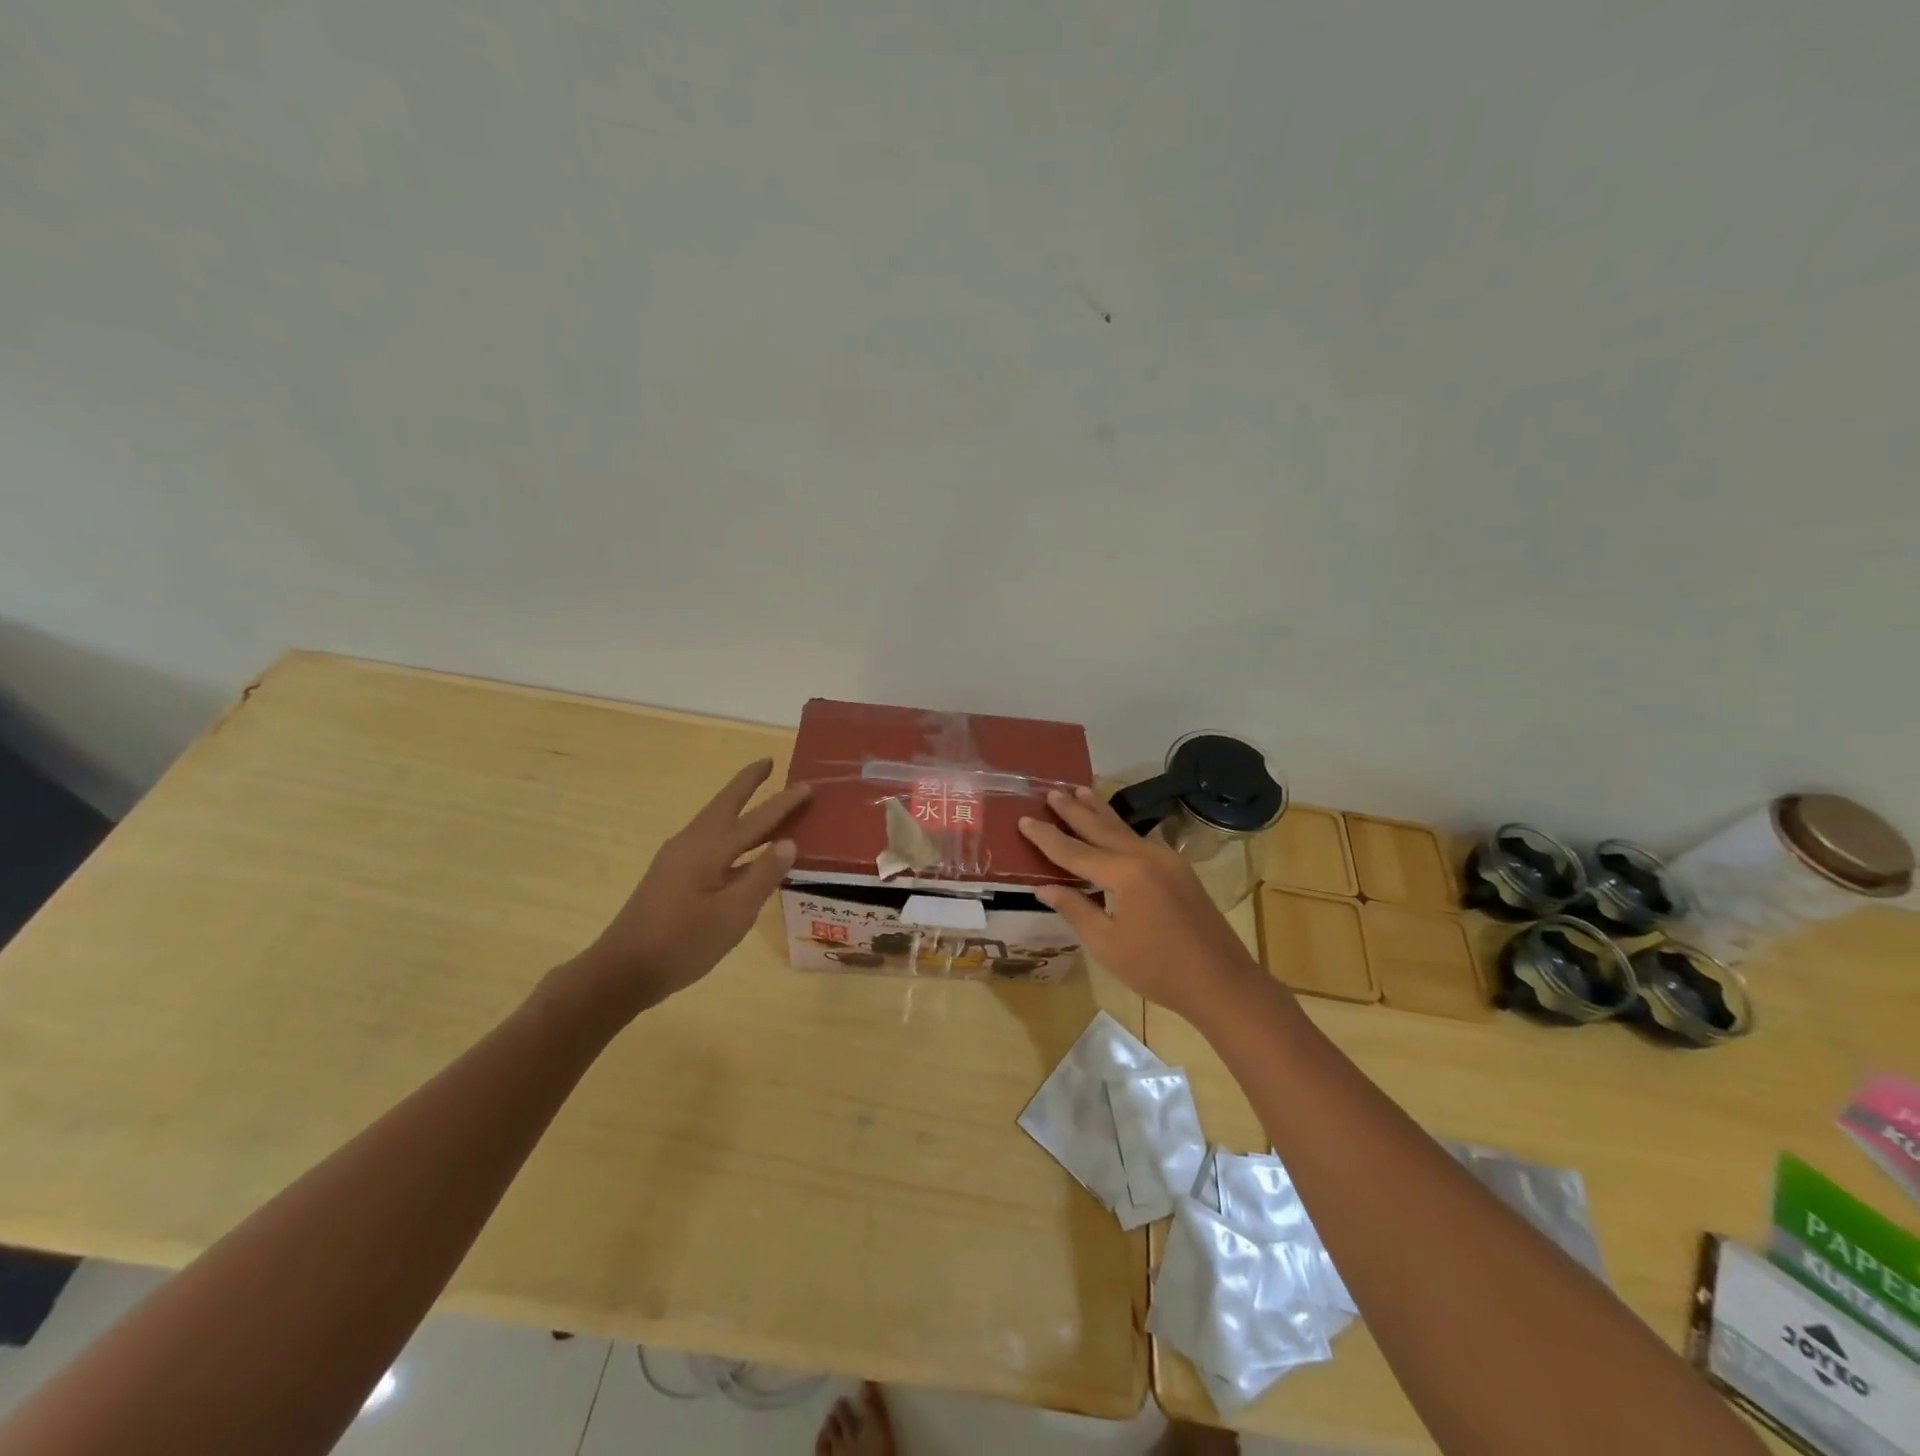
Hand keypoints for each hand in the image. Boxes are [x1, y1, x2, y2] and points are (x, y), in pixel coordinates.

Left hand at [575, 758, 809, 1013]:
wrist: (623, 970)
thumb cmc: (683, 943)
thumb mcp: (733, 914)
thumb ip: (763, 876)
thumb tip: (789, 841)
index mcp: (709, 849)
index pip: (756, 819)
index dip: (783, 802)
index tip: (807, 784)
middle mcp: (691, 843)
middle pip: (725, 804)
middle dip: (747, 783)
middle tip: (767, 763)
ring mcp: (677, 858)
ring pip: (714, 821)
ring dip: (738, 805)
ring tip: (759, 798)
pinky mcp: (671, 874)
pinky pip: (708, 840)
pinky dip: (729, 832)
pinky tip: (739, 849)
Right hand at [1018, 786, 1268, 1022]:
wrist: (1222, 982)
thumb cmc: (1158, 970)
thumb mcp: (1107, 945)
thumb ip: (1076, 910)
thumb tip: (1044, 887)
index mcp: (1125, 874)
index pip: (1075, 851)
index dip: (1047, 837)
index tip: (1024, 819)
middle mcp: (1146, 856)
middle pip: (1101, 828)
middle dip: (1074, 810)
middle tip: (1052, 791)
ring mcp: (1167, 860)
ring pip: (1124, 829)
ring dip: (1100, 811)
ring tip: (1081, 789)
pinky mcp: (1179, 870)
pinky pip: (1141, 841)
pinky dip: (1121, 829)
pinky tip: (1115, 826)